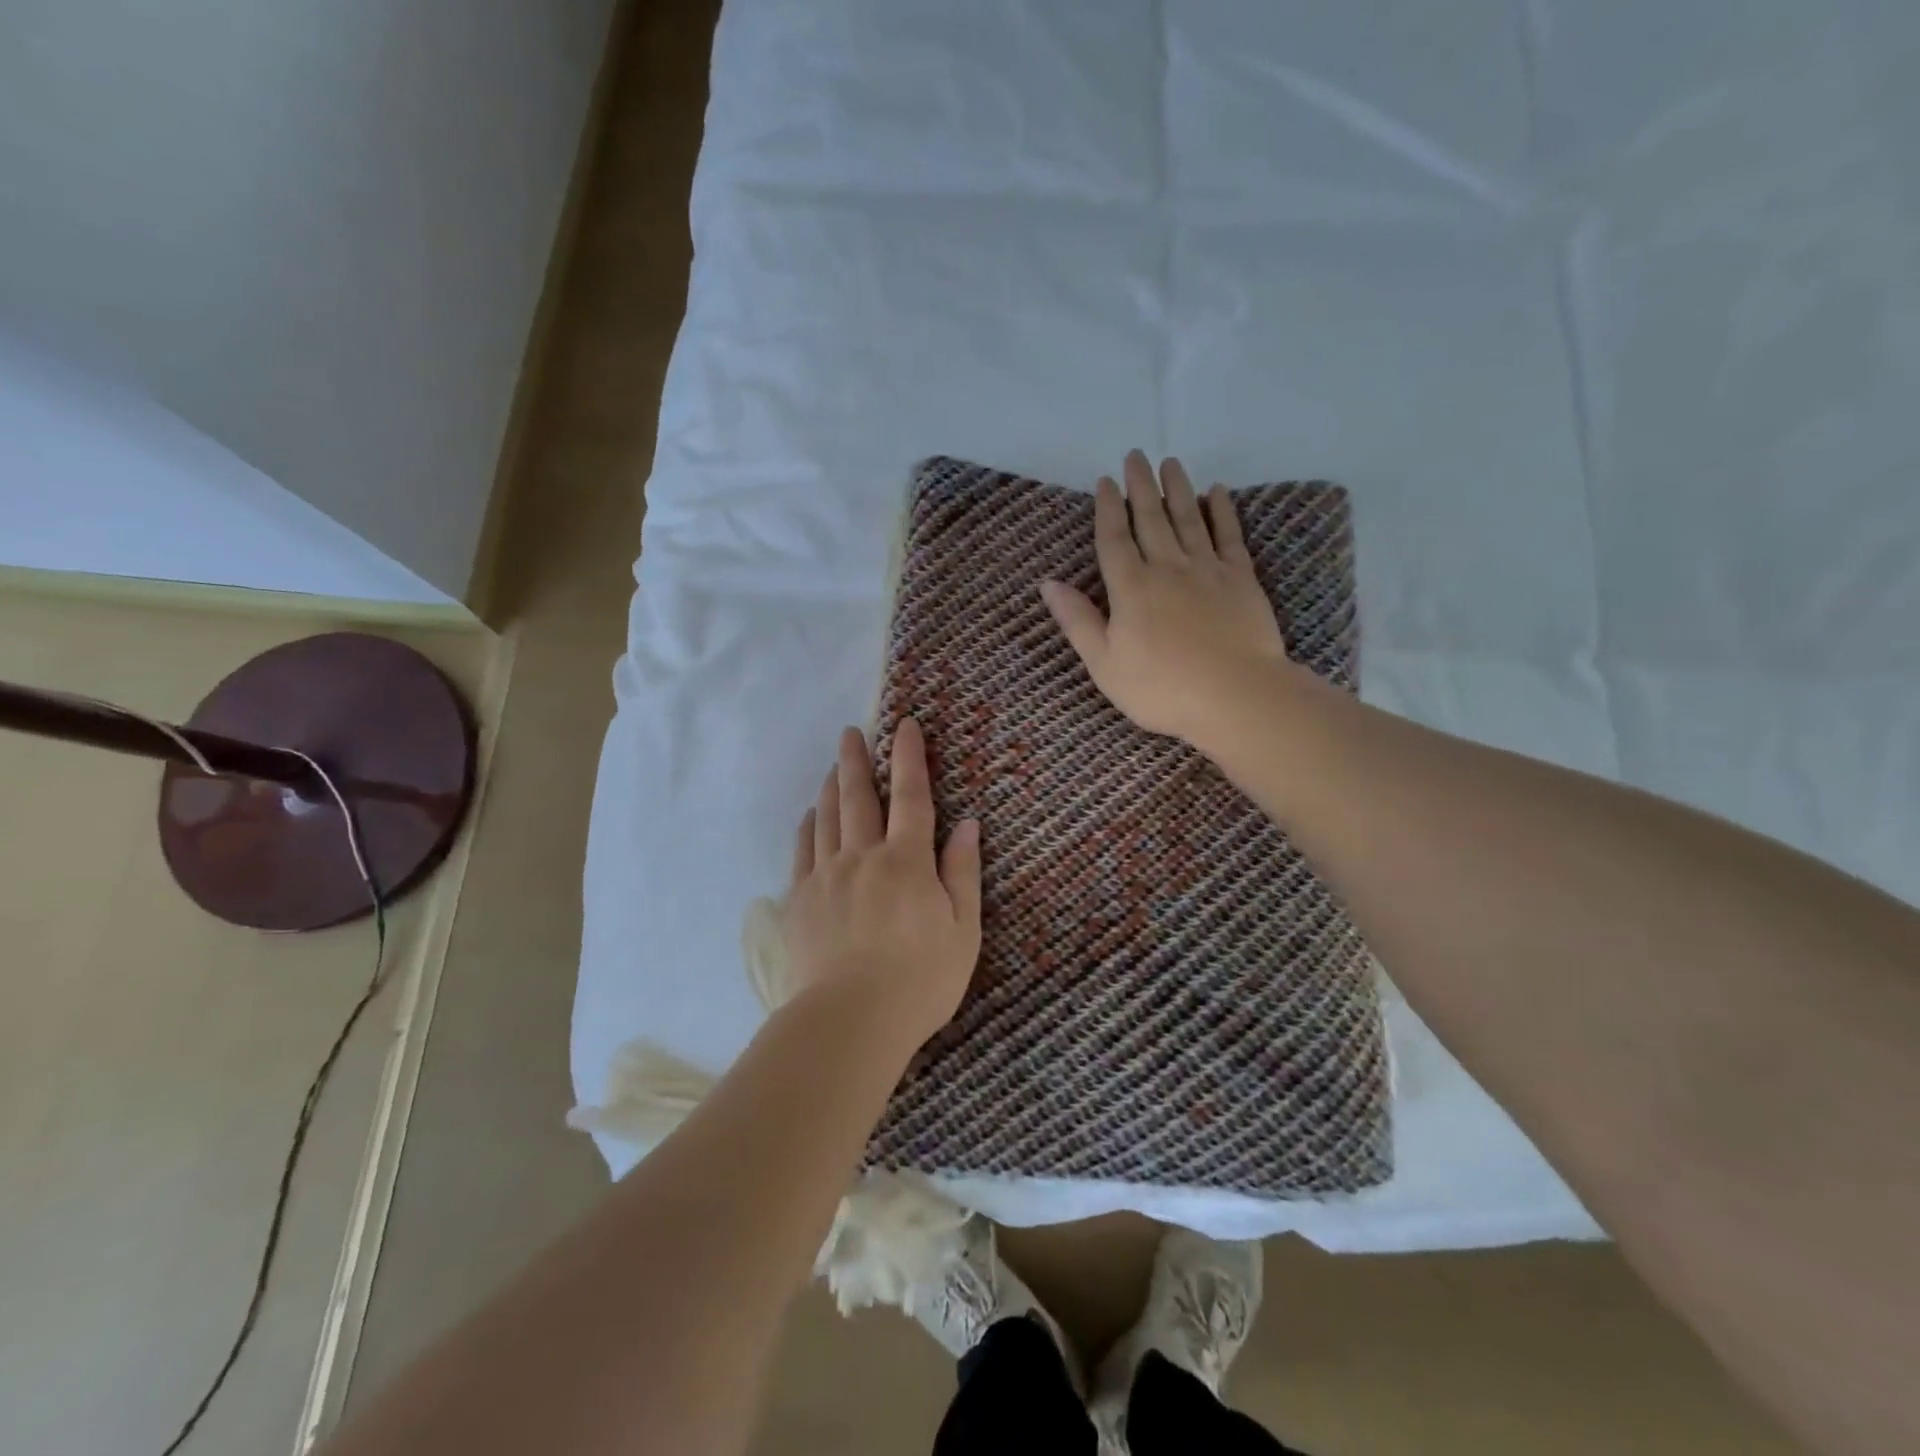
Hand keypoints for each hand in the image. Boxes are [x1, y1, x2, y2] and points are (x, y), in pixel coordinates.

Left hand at [783, 717, 982, 1052]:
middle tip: (851, 732)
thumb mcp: (963, 929)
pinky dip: (807, 826)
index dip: (908, 757)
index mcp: (906, 861)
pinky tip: (809, 816)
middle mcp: (863, 856)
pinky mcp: (800, 900)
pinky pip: (802, 851)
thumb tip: (967, 823)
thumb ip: (963, 872)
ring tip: (832, 766)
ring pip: (826, 818)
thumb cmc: (921, 979)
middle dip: (856, 760)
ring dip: (830, 787)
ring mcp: (826, 876)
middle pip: (858, 797)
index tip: (904, 725)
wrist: (851, 1019)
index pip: (910, 795)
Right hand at [1040, 450, 1302, 752]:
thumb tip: (1048, 584)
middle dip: (1141, 486)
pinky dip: (1222, 511)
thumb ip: (1078, 621)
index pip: (1114, 539)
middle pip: (1151, 518)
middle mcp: (1167, 568)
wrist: (1235, 696)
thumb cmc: (1161, 688)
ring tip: (1171, 462)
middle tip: (1136, 456)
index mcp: (1130, 588)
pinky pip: (1229, 536)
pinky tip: (1217, 493)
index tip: (1106, 481)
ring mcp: (1207, 570)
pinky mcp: (1241, 578)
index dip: (1108, 509)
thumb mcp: (1105, 664)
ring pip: (1189, 519)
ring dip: (1178, 488)